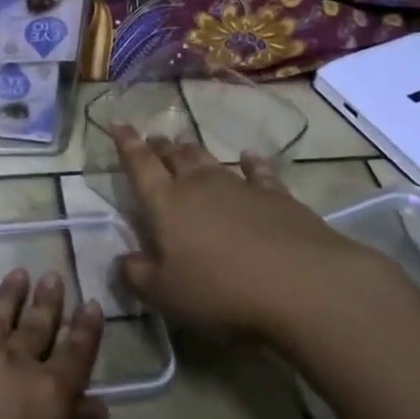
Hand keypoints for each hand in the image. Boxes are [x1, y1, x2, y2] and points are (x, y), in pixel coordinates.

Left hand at [0, 270, 105, 418]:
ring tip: (19, 273)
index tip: (90, 303)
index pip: (77, 353)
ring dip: (10, 293)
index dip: (87, 328)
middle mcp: (13, 364)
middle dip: (48, 300)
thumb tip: (94, 406)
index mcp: (49, 398)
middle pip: (37, 324)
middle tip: (53, 277)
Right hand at [112, 125, 376, 337]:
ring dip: (193, 151)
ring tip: (184, 142)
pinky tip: (250, 157)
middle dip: (160, 147)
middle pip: (175, 158)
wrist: (300, 284)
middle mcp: (199, 185)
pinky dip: (252, 163)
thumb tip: (123, 260)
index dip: (127, 144)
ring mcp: (239, 187)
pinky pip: (258, 172)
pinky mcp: (276, 197)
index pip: (139, 165)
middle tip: (153, 138)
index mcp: (166, 204)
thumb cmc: (220, 291)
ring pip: (209, 160)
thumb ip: (138, 276)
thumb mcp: (166, 295)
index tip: (118, 123)